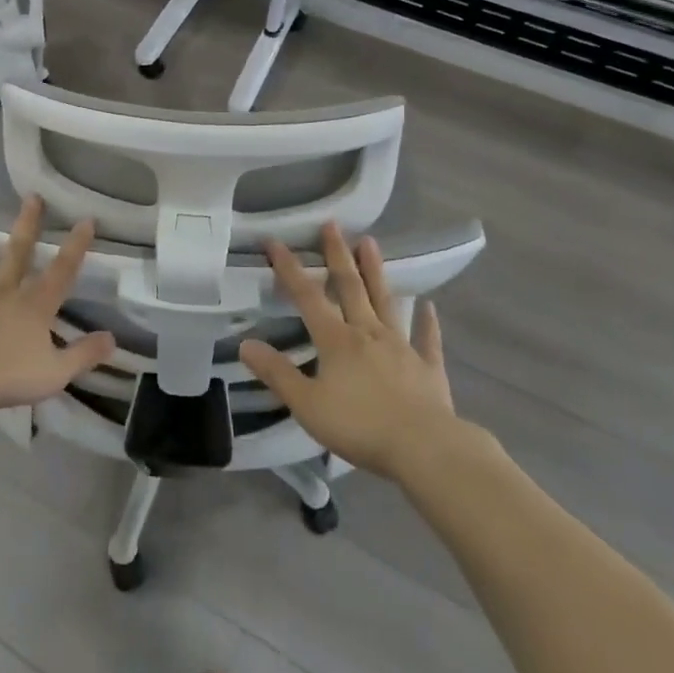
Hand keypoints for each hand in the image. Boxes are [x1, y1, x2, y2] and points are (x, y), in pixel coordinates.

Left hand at [0, 196, 114, 411]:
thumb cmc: (7, 376)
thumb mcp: (56, 372)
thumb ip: (85, 354)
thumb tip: (113, 338)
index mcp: (34, 308)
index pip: (61, 272)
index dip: (75, 247)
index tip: (85, 219)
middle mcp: (3, 294)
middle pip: (17, 255)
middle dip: (27, 226)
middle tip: (31, 197)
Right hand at [239, 223, 455, 479]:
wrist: (424, 447)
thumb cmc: (359, 426)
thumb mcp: (307, 404)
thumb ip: (277, 373)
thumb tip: (245, 344)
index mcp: (336, 340)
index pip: (307, 296)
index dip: (289, 268)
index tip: (275, 241)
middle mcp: (368, 333)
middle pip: (350, 287)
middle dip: (337, 255)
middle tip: (332, 224)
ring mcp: (401, 347)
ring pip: (385, 302)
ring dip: (376, 272)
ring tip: (370, 243)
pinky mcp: (428, 368)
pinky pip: (427, 340)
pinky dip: (427, 323)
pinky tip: (429, 307)